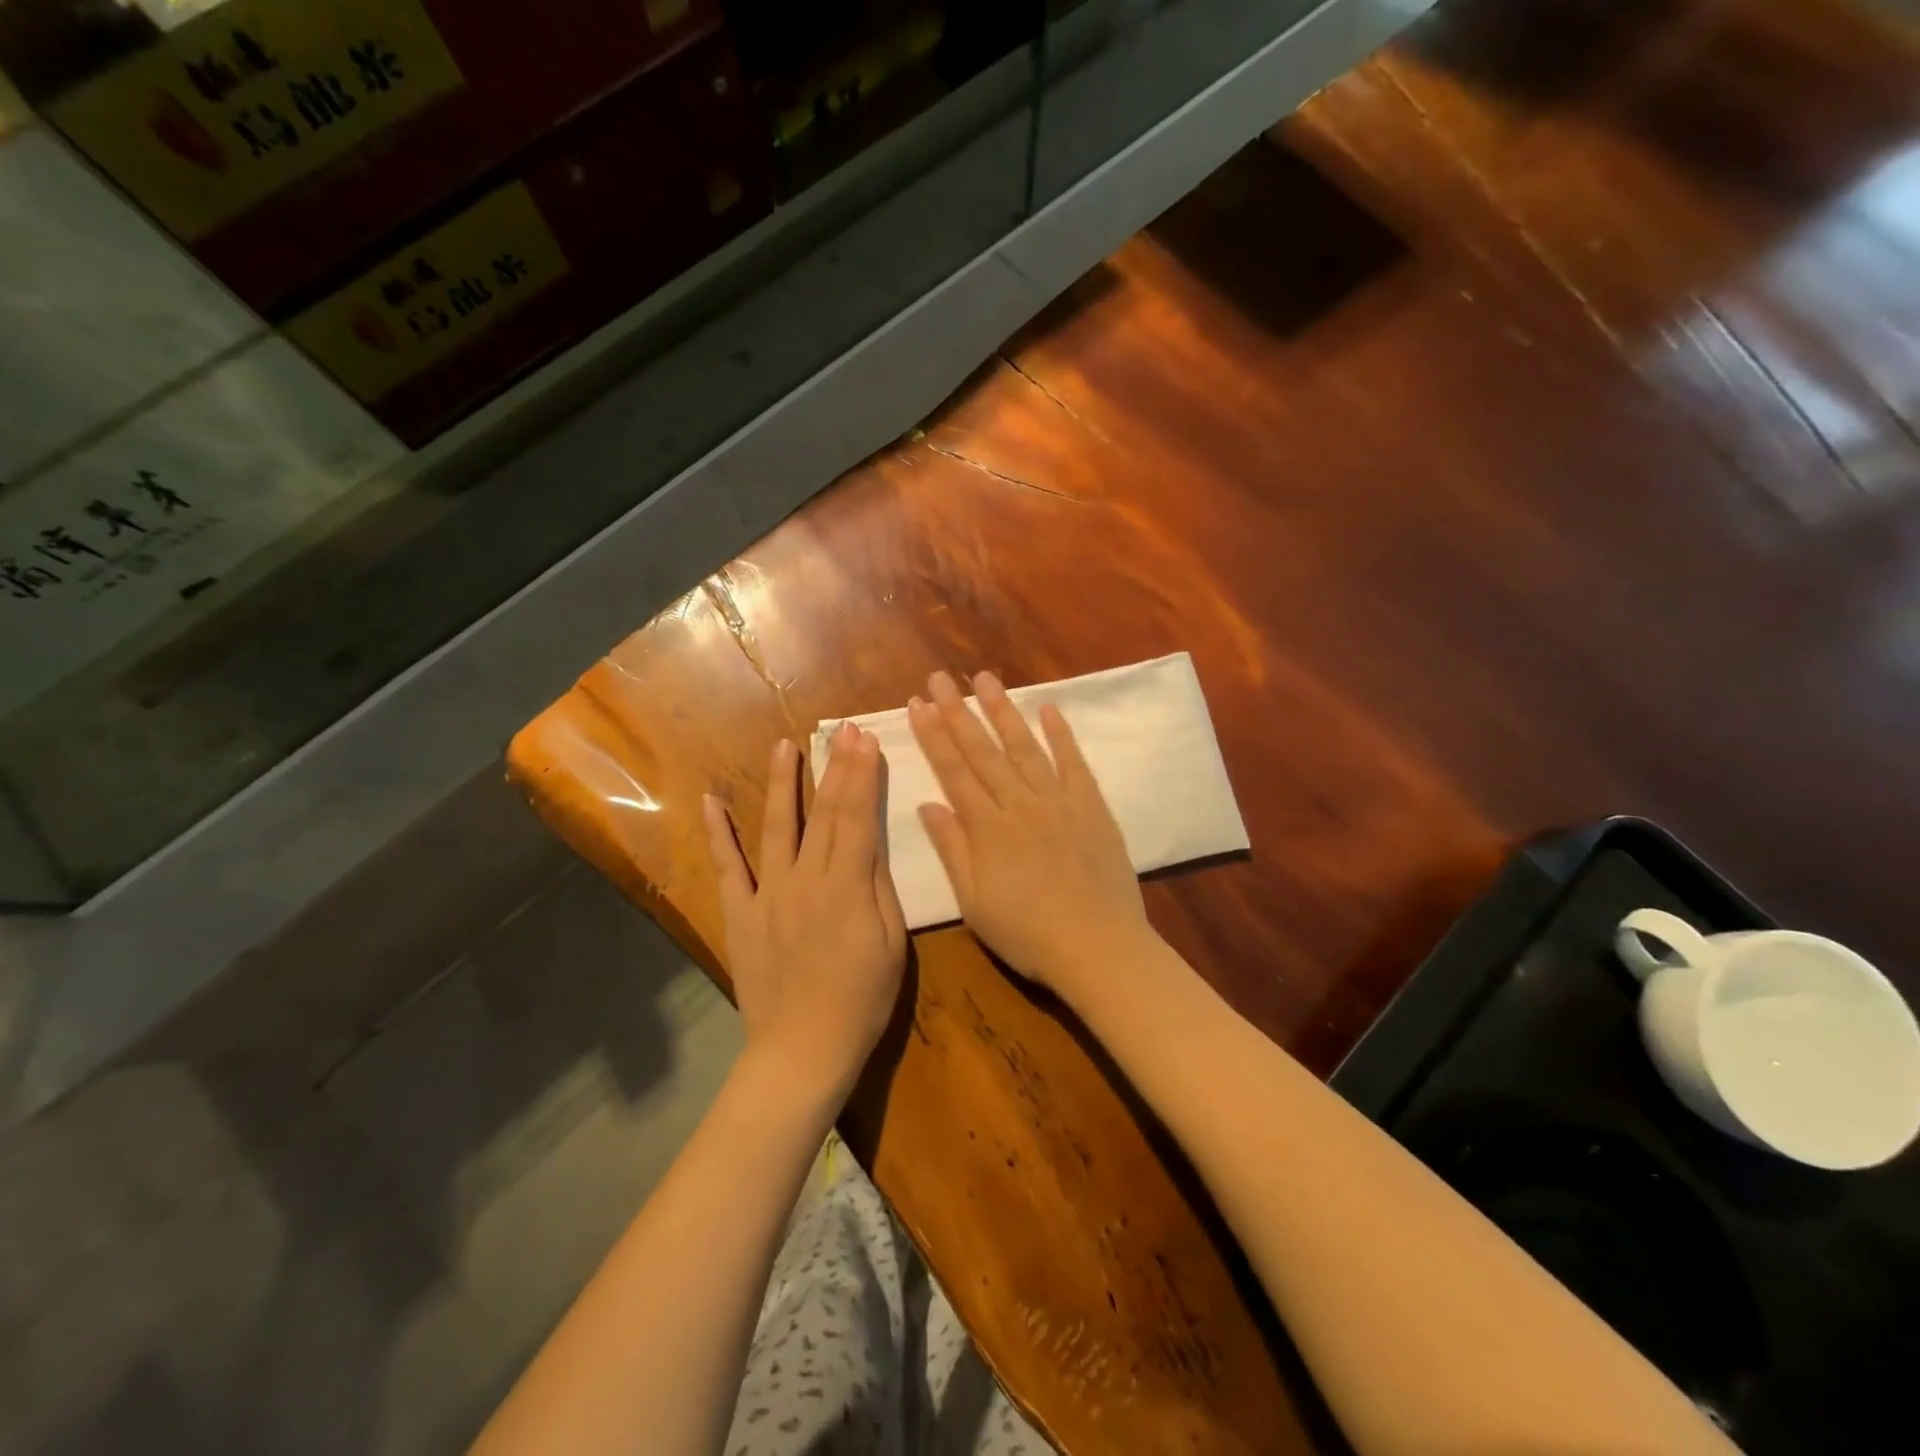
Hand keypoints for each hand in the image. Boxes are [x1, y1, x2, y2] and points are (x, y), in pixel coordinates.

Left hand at [703, 727, 907, 1104]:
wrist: (803, 1049)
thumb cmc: (862, 999)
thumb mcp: (891, 943)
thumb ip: (878, 886)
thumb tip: (870, 839)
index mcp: (846, 886)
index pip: (856, 817)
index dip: (860, 775)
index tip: (864, 739)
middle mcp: (804, 879)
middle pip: (822, 814)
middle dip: (833, 767)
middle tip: (839, 730)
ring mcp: (767, 895)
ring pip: (776, 828)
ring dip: (782, 784)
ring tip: (783, 745)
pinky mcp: (741, 914)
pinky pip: (727, 868)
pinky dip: (718, 834)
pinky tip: (711, 802)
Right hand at [908, 669, 1155, 1003]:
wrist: (1098, 947)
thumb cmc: (1028, 934)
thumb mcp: (974, 902)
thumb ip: (952, 850)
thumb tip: (927, 804)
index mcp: (987, 828)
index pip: (953, 771)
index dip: (933, 736)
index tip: (917, 704)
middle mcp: (1020, 804)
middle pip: (983, 751)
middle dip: (958, 711)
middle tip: (940, 677)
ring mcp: (1058, 801)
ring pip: (1025, 747)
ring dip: (1003, 711)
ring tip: (985, 679)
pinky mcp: (1092, 807)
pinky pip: (1074, 763)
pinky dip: (1061, 735)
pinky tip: (1049, 709)